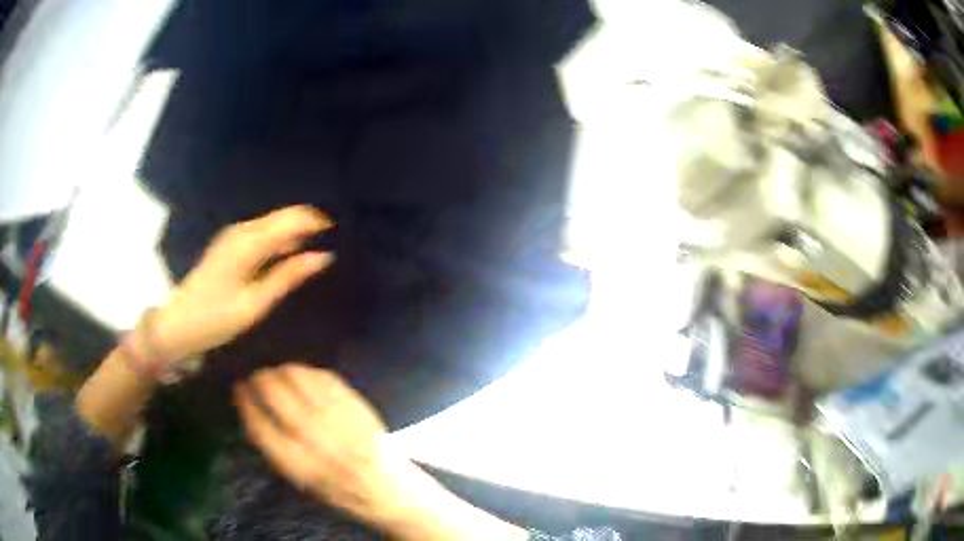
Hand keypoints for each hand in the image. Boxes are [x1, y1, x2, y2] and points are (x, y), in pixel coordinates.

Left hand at [153, 206, 332, 361]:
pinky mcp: (229, 245)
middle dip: (307, 222)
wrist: (179, 324)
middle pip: (281, 216)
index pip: (290, 220)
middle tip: (333, 236)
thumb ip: (288, 276)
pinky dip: (279, 238)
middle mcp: (241, 231)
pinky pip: (261, 233)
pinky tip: (290, 250)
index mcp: (249, 243)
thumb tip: (323, 256)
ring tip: (318, 242)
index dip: (316, 221)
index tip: (340, 231)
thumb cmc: (217, 318)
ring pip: (272, 223)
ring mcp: (233, 236)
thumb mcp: (256, 303)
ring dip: (294, 230)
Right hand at [236, 365, 529, 540]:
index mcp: (302, 466)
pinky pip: (327, 379)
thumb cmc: (342, 493)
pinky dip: (309, 372)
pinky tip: (302, 374)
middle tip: (255, 377)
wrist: (392, 492)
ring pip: (301, 380)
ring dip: (282, 370)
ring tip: (276, 373)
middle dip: (260, 380)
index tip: (238, 390)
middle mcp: (319, 441)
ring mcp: (341, 420)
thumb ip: (279, 450)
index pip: (260, 426)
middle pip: (277, 395)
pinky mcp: (359, 408)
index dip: (245, 403)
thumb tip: (253, 411)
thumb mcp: (304, 483)